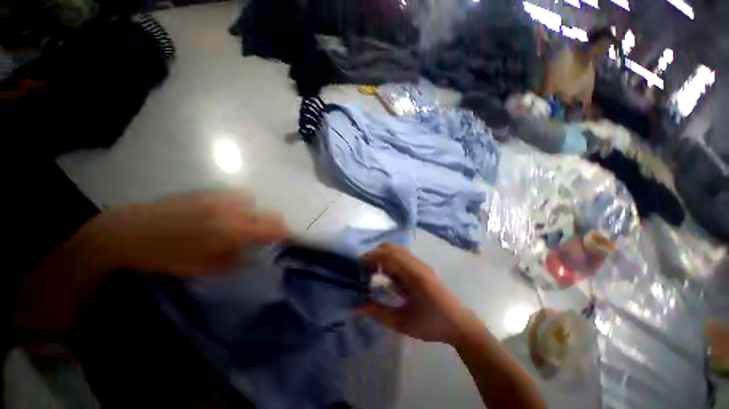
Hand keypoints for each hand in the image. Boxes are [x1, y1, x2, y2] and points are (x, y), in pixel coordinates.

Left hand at [90, 190, 290, 276]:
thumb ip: (238, 260)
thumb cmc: (168, 256)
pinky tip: (232, 215)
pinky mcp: (211, 191)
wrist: (131, 230)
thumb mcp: (205, 268)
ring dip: (259, 216)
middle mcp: (233, 210)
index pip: (273, 229)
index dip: (286, 234)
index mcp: (232, 231)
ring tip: (249, 226)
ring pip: (256, 204)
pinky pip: (239, 197)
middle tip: (273, 236)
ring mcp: (222, 197)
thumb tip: (258, 255)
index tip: (292, 239)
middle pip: (270, 214)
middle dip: (277, 226)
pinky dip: (245, 207)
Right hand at [360, 244, 478, 345]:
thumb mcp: (402, 322)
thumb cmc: (431, 324)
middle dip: (374, 255)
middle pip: (391, 248)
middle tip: (363, 271)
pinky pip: (402, 257)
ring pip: (396, 250)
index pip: (387, 255)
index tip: (357, 268)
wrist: (459, 324)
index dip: (370, 258)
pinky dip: (390, 260)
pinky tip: (386, 275)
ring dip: (382, 257)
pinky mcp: (421, 267)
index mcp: (413, 274)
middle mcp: (416, 264)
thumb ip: (378, 312)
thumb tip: (356, 308)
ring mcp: (420, 264)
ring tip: (372, 272)